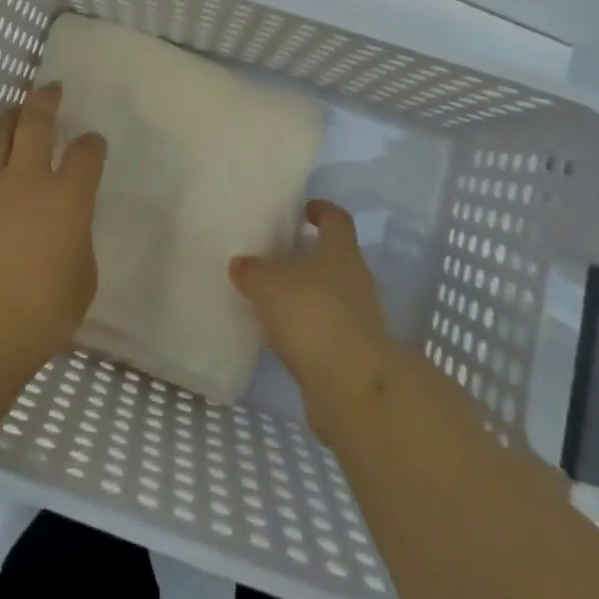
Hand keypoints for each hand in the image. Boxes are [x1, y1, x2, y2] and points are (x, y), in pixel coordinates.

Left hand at [0, 83, 106, 382]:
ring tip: (14, 114)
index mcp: (67, 198)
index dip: (92, 143)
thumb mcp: (81, 280)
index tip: (93, 142)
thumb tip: (67, 228)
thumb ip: (77, 242)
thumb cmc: (40, 317)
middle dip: (45, 100)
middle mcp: (27, 180)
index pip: (86, 153)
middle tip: (50, 89)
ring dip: (8, 119)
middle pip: (35, 123)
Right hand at [229, 200, 398, 444]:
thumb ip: (252, 270)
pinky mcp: (352, 353)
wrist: (353, 388)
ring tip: (271, 296)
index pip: (337, 218)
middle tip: (275, 254)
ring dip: (306, 294)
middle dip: (307, 254)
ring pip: (329, 294)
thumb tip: (241, 263)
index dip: (321, 210)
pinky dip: (306, 328)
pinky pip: (325, 329)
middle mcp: (355, 279)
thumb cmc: (313, 316)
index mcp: (341, 251)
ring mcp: (358, 318)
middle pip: (333, 257)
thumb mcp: (269, 284)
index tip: (302, 209)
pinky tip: (280, 334)